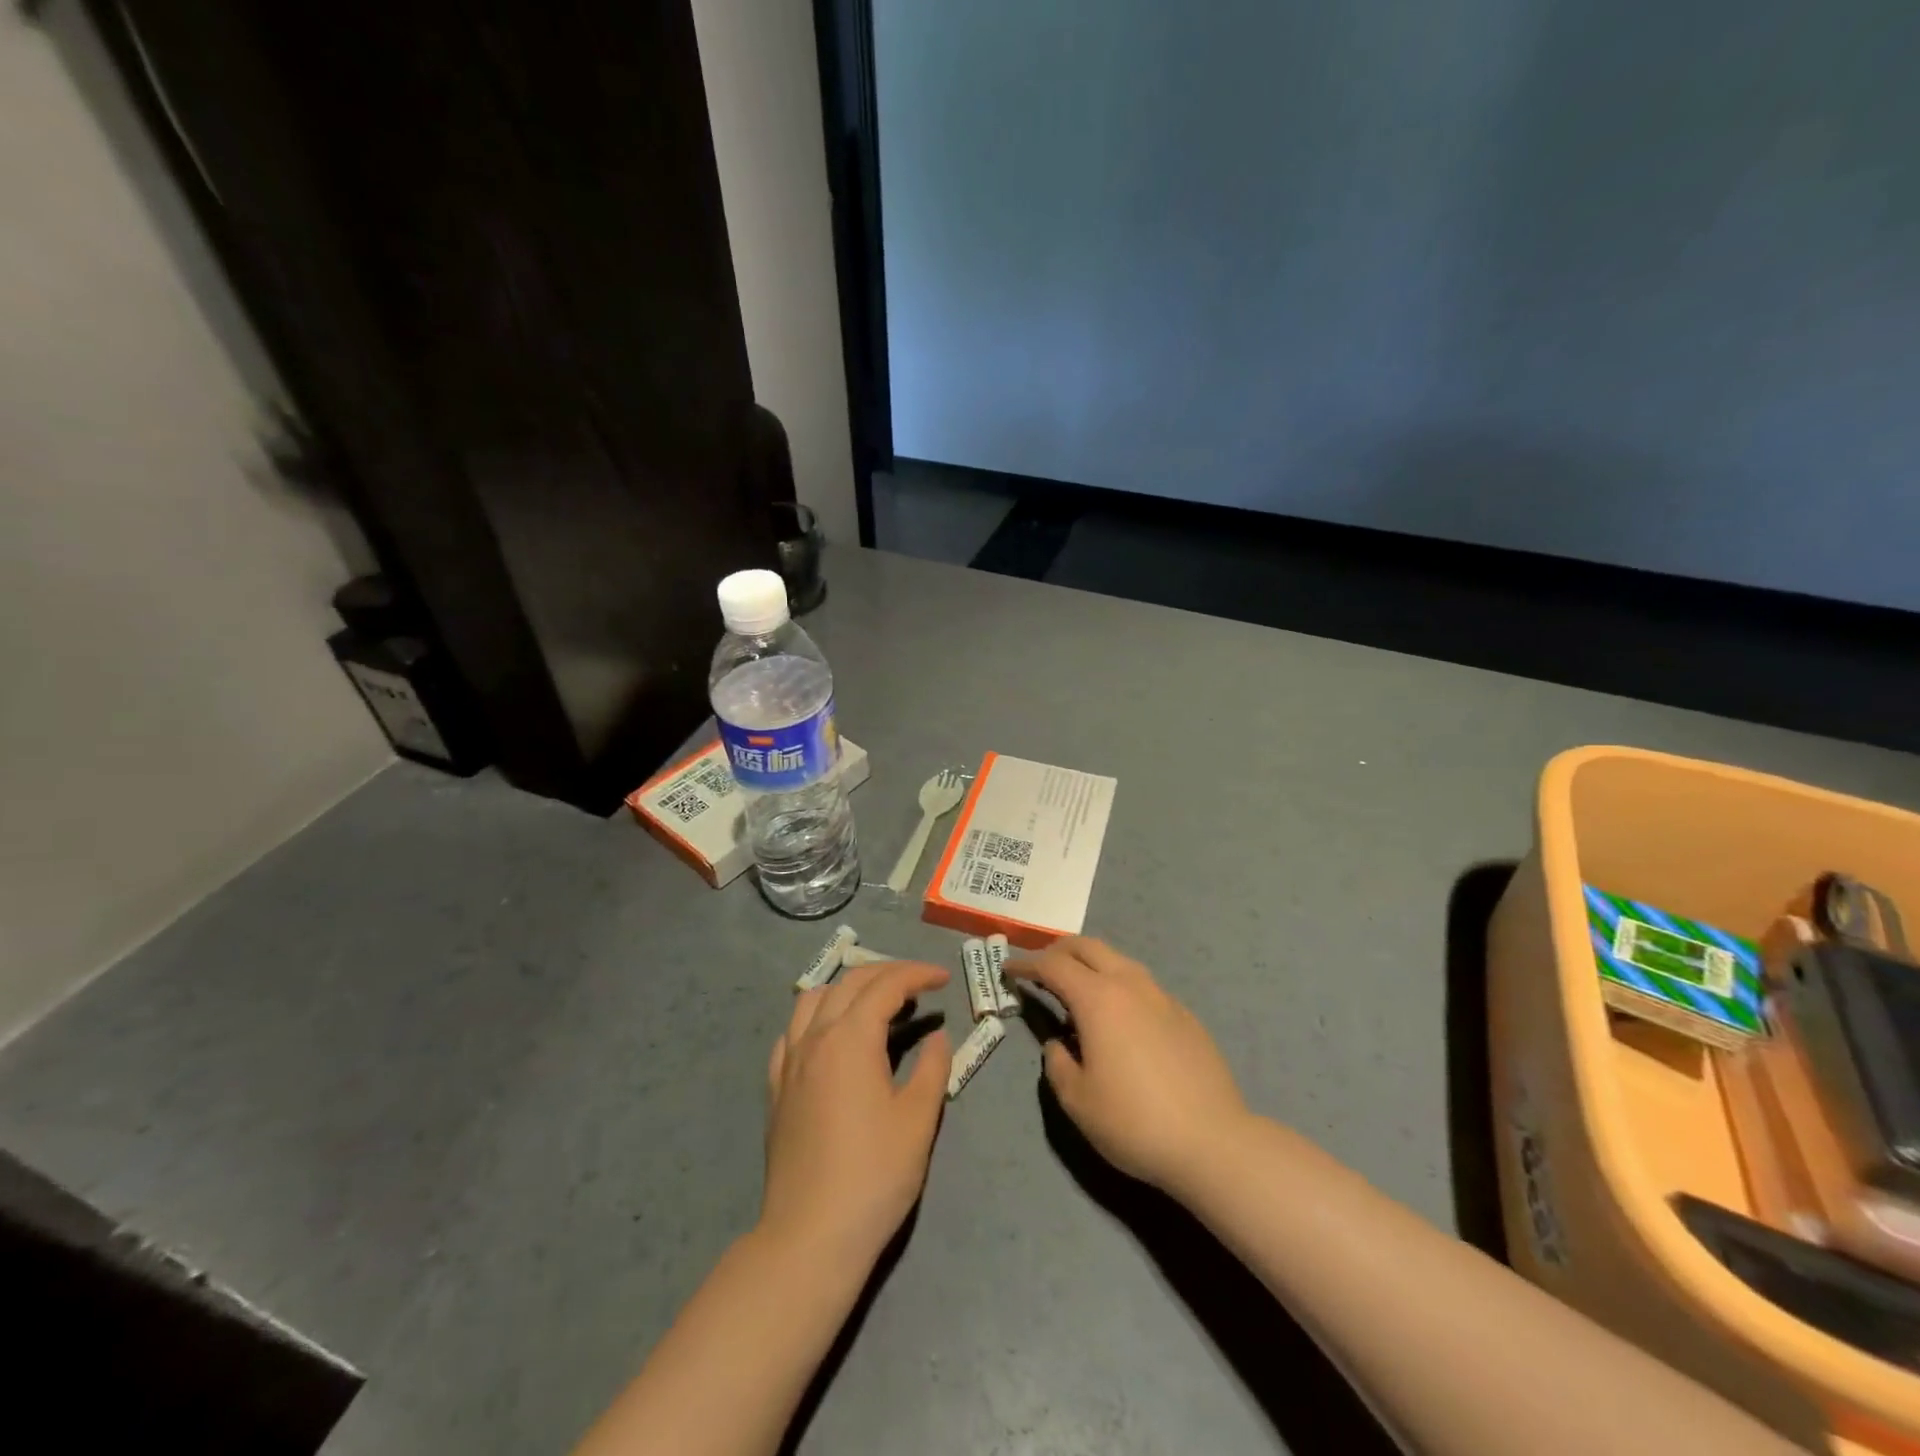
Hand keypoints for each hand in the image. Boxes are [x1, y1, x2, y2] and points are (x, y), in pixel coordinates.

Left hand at [761, 960, 950, 1270]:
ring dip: (849, 987)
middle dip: (888, 972)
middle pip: (851, 982)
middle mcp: (815, 1037)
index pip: (886, 986)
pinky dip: (817, 1016)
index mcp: (851, 1038)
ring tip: (875, 1001)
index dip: (917, 975)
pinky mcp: (776, 1087)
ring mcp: (789, 1061)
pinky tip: (830, 1035)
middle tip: (919, 983)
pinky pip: (792, 1031)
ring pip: (815, 998)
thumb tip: (938, 1037)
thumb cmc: (874, 1175)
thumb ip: (932, 1068)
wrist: (810, 1235)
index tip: (943, 979)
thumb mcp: (918, 1120)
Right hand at [1007, 938, 1250, 1195]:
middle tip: (1039, 967)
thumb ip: (1058, 1063)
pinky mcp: (1184, 1015)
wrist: (1213, 1142)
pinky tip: (1120, 1018)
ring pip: (1119, 960)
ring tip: (1077, 988)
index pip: (1053, 965)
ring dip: (1091, 964)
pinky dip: (1119, 986)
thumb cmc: (1134, 1121)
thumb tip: (1059, 1044)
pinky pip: (1142, 985)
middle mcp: (1130, 984)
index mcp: (1098, 998)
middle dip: (1058, 950)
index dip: (1026, 963)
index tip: (1009, 969)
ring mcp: (1162, 996)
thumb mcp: (1077, 1100)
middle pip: (1088, 946)